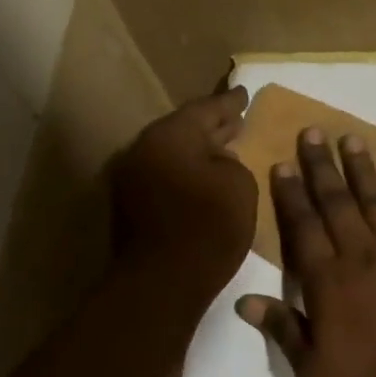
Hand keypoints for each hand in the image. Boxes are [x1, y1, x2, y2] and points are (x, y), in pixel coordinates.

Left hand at [112, 88, 256, 305]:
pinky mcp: (130, 206)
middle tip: (236, 118)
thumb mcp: (240, 187)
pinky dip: (185, 173)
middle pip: (183, 130)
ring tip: (225, 149)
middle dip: (212, 125)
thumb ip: (231, 163)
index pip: (205, 109)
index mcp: (169, 135)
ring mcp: (131, 178)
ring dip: (198, 151)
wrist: (162, 282)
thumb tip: (218, 161)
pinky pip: (164, 176)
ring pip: (172, 154)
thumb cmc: (208, 228)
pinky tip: (205, 181)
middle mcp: (143, 149)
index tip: (245, 94)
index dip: (229, 103)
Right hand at [237, 129, 375, 376]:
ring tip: (350, 139)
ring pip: (374, 199)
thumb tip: (243, 302)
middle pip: (335, 202)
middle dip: (321, 167)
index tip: (283, 164)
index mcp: (326, 280)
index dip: (291, 194)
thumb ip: (282, 329)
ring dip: (361, 168)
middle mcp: (360, 254)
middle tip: (312, 132)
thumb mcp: (314, 369)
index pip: (303, 227)